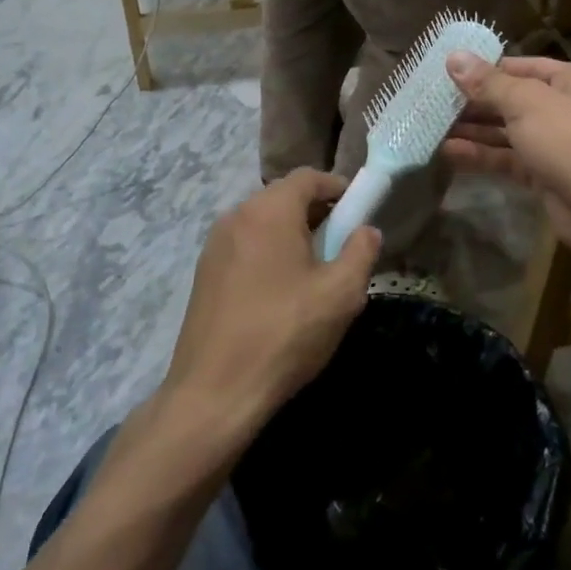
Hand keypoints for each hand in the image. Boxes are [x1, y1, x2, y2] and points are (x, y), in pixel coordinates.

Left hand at [160, 170, 379, 450]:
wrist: (214, 393)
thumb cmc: (284, 334)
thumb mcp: (340, 294)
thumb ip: (361, 252)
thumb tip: (367, 230)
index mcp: (269, 211)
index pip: (308, 177)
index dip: (338, 187)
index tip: (358, 212)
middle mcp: (236, 216)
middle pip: (283, 197)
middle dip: (316, 213)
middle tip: (341, 246)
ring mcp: (214, 245)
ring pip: (263, 223)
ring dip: (292, 235)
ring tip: (314, 273)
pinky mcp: (204, 273)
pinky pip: (245, 247)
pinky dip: (268, 254)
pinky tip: (281, 294)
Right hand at [443, 54, 570, 257]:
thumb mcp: (526, 102)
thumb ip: (488, 83)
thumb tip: (453, 57)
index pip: (523, 67)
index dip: (486, 70)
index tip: (448, 72)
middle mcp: (570, 108)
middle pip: (514, 99)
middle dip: (475, 103)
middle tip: (434, 103)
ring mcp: (559, 144)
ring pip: (509, 132)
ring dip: (475, 130)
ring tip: (434, 127)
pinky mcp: (547, 176)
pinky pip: (510, 160)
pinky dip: (483, 155)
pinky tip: (450, 152)